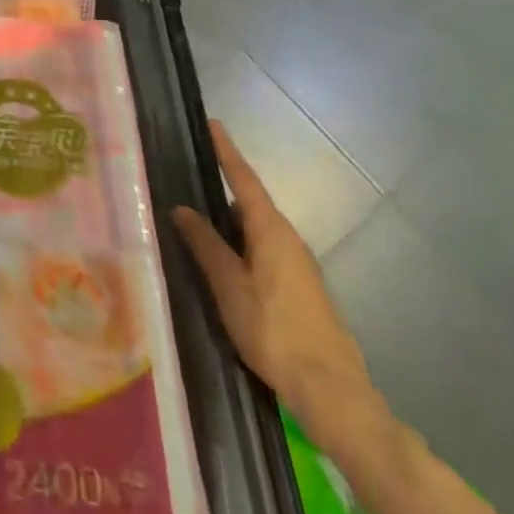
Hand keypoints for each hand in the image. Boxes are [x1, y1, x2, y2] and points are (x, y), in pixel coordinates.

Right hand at [173, 121, 374, 439]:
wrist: (332, 390)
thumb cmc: (274, 329)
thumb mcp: (228, 285)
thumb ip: (205, 244)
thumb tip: (182, 208)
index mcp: (271, 230)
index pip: (244, 178)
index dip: (226, 151)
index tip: (212, 123)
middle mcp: (289, 239)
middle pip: (250, 203)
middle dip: (222, 189)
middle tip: (188, 177)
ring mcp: (299, 266)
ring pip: (257, 230)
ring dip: (229, 222)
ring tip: (196, 220)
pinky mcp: (302, 289)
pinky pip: (264, 251)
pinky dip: (241, 245)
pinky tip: (223, 262)